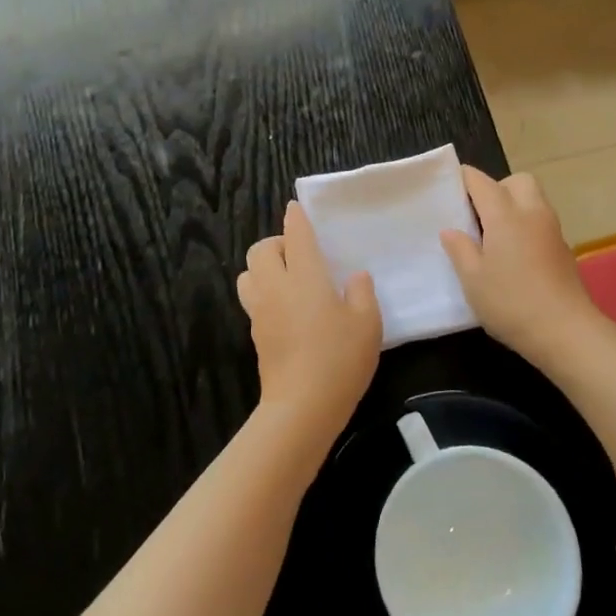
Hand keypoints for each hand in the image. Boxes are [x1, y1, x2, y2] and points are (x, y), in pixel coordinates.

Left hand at [237, 201, 381, 441]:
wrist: (302, 406)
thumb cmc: (340, 358)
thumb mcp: (368, 323)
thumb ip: (361, 293)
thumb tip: (355, 277)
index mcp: (305, 275)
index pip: (295, 235)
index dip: (295, 218)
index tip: (295, 209)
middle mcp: (277, 286)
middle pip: (260, 250)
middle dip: (275, 244)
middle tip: (299, 255)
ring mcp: (261, 311)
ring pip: (247, 274)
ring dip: (263, 269)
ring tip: (288, 280)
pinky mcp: (256, 333)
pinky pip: (253, 300)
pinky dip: (264, 293)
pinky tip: (287, 309)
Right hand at [441, 167, 600, 364]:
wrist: (566, 331)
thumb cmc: (511, 302)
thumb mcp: (472, 280)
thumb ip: (459, 250)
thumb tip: (451, 231)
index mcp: (505, 215)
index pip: (481, 182)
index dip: (463, 180)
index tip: (448, 190)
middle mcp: (531, 213)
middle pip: (517, 181)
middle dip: (496, 187)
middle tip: (477, 214)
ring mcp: (552, 230)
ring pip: (533, 200)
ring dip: (514, 206)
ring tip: (493, 235)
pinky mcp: (563, 249)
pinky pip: (541, 222)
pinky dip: (526, 226)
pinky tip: (513, 255)